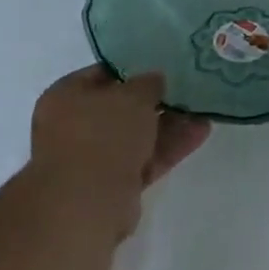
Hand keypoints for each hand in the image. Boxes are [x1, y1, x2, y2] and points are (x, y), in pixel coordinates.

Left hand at [30, 68, 210, 238]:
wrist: (86, 204)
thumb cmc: (103, 135)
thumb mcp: (133, 96)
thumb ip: (149, 83)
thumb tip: (155, 80)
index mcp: (65, 96)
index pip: (102, 73)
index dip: (133, 68)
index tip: (163, 65)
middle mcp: (74, 126)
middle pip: (121, 108)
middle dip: (156, 101)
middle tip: (187, 88)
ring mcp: (92, 158)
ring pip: (136, 135)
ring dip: (169, 124)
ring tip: (202, 110)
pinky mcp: (113, 185)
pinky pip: (144, 158)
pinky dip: (169, 147)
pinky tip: (200, 132)